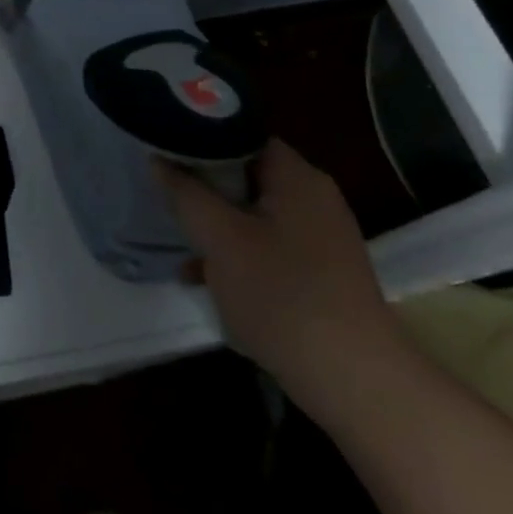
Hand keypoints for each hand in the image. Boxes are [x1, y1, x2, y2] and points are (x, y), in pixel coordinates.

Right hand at [157, 139, 403, 414]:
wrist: (352, 380)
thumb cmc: (281, 295)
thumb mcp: (220, 239)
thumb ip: (186, 194)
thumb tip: (159, 159)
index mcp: (297, 177)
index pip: (243, 133)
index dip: (201, 137)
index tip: (165, 148)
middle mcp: (314, 198)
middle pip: (246, 173)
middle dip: (203, 186)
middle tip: (166, 194)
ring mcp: (320, 236)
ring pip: (253, 212)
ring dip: (215, 223)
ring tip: (179, 240)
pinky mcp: (319, 271)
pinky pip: (267, 244)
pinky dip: (236, 252)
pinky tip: (203, 277)